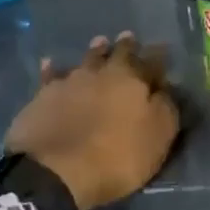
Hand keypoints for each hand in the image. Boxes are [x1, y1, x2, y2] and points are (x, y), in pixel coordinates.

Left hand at [6, 33, 180, 209]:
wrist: (53, 172)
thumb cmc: (116, 157)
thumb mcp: (157, 137)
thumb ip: (166, 107)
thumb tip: (166, 87)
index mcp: (134, 79)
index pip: (153, 60)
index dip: (159, 55)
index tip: (163, 49)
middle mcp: (103, 72)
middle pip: (117, 52)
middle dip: (126, 45)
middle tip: (129, 37)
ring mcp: (70, 81)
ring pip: (87, 59)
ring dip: (95, 51)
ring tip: (100, 43)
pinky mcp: (43, 96)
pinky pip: (50, 76)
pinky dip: (52, 69)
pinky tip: (50, 63)